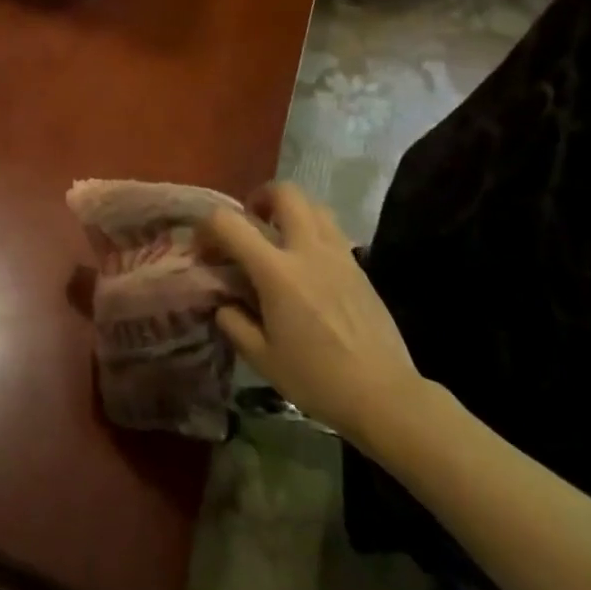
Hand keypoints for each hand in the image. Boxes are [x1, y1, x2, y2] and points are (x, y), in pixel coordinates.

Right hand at [204, 182, 422, 450]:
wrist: (385, 396)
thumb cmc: (317, 379)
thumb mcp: (261, 357)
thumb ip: (233, 322)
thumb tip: (224, 303)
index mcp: (277, 272)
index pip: (228, 223)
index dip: (207, 228)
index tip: (205, 251)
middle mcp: (308, 251)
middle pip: (284, 193)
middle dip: (260, 198)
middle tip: (250, 223)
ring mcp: (339, 256)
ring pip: (314, 206)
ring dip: (290, 211)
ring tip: (279, 238)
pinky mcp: (360, 268)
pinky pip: (332, 231)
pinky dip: (312, 232)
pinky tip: (307, 266)